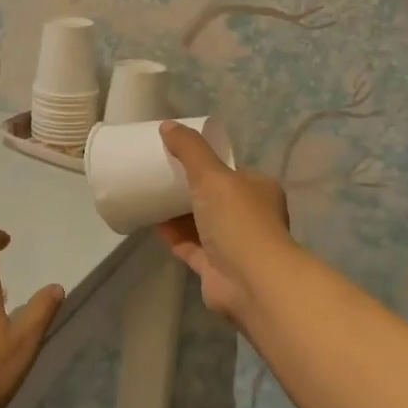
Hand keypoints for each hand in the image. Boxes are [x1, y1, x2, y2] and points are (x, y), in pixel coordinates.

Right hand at [157, 121, 293, 324]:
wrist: (251, 282)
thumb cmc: (238, 220)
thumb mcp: (212, 175)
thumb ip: (190, 149)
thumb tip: (168, 125)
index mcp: (258, 189)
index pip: (231, 171)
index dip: (206, 162)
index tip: (177, 155)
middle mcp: (249, 216)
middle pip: (213, 197)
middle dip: (188, 187)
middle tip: (158, 174)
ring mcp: (233, 245)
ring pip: (200, 223)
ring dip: (177, 212)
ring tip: (149, 195)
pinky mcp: (215, 268)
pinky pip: (189, 246)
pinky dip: (172, 235)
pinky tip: (151, 223)